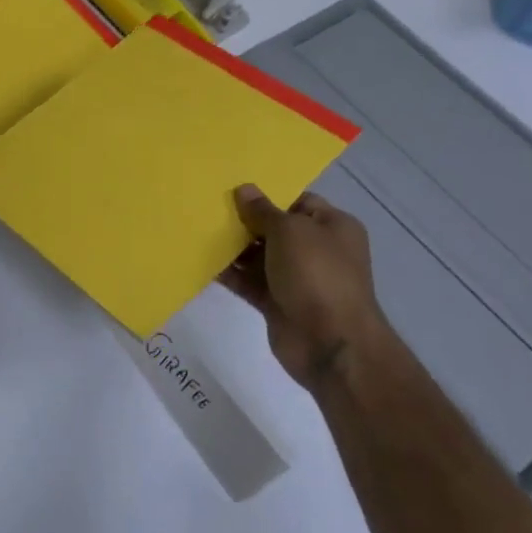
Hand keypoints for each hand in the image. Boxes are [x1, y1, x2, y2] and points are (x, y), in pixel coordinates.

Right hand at [221, 184, 391, 393]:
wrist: (329, 342)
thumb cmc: (316, 274)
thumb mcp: (290, 231)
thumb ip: (263, 211)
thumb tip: (244, 189)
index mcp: (332, 226)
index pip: (297, 201)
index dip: (268, 195)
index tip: (233, 190)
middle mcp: (317, 250)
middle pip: (275, 228)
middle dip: (245, 221)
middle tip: (209, 208)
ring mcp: (297, 278)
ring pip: (259, 256)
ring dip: (233, 248)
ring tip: (199, 232)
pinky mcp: (278, 302)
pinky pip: (250, 282)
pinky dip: (231, 274)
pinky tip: (204, 263)